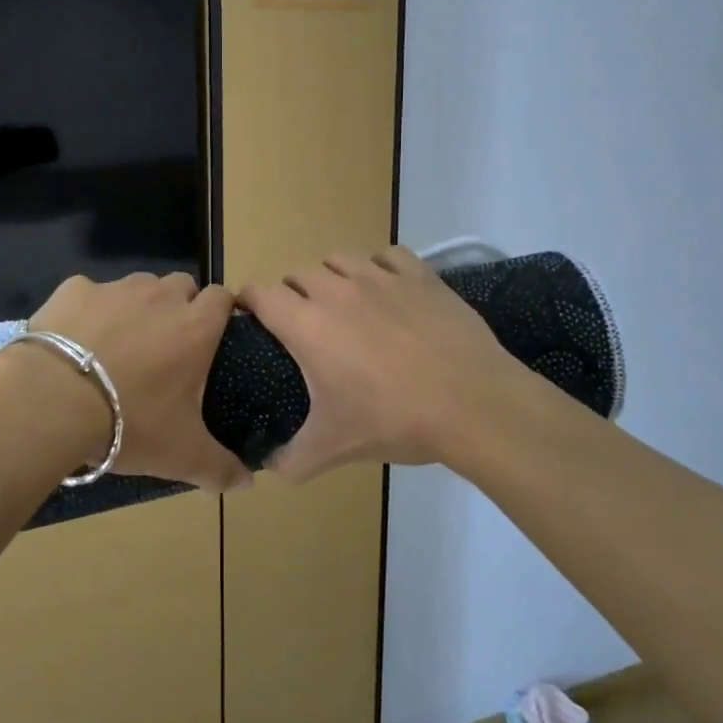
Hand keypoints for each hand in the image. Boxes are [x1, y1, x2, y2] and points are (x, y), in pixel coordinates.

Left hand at [27, 271, 252, 491]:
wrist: (52, 399)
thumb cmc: (130, 422)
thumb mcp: (181, 454)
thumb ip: (220, 467)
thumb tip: (248, 483)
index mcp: (195, 327)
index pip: (223, 297)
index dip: (221, 311)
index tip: (214, 334)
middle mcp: (160, 297)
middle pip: (181, 285)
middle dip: (179, 305)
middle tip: (165, 345)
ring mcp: (115, 288)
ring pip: (138, 285)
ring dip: (137, 306)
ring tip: (119, 342)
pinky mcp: (74, 289)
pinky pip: (89, 293)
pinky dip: (88, 309)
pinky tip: (76, 339)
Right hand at [238, 246, 525, 483]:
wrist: (473, 405)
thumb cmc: (395, 421)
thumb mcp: (334, 449)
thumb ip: (291, 460)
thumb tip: (267, 467)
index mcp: (307, 325)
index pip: (260, 292)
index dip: (249, 302)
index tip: (253, 320)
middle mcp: (336, 290)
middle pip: (297, 274)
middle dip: (292, 294)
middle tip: (304, 326)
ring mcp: (380, 277)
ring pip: (339, 259)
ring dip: (332, 277)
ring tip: (345, 305)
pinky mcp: (418, 274)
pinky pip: (386, 256)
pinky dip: (379, 268)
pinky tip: (388, 291)